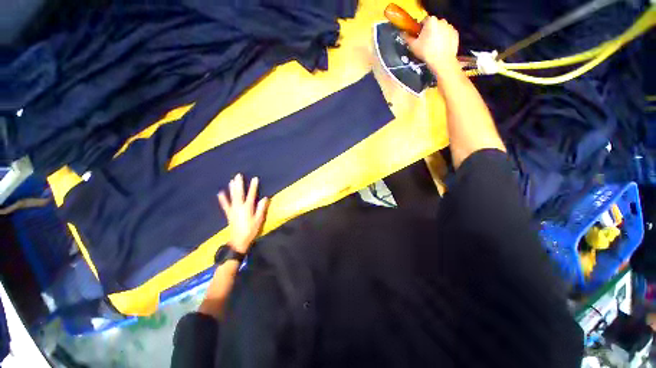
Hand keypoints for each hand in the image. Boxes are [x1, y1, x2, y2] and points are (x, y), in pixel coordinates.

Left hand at [217, 173, 268, 253]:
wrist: (239, 241)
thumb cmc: (251, 230)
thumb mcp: (259, 220)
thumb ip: (261, 209)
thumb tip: (265, 198)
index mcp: (248, 208)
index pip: (251, 194)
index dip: (253, 186)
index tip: (255, 178)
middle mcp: (239, 207)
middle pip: (239, 193)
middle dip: (239, 184)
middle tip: (238, 175)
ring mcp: (233, 210)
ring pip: (232, 197)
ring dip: (231, 188)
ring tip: (231, 180)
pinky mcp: (229, 214)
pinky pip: (225, 205)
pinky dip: (222, 199)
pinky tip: (220, 193)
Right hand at [404, 16, 459, 76]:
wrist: (442, 61)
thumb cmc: (426, 52)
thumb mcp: (413, 46)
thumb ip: (407, 38)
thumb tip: (403, 34)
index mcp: (431, 21)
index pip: (423, 22)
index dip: (419, 30)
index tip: (418, 38)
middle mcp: (442, 20)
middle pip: (433, 25)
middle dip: (429, 32)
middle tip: (425, 44)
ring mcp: (450, 27)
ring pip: (441, 30)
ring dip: (437, 35)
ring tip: (433, 47)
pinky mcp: (455, 34)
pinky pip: (447, 35)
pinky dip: (444, 39)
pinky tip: (440, 48)